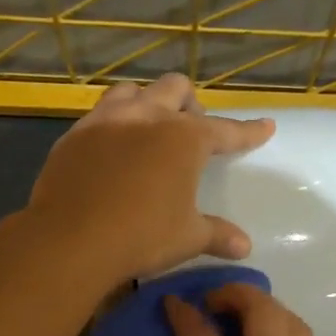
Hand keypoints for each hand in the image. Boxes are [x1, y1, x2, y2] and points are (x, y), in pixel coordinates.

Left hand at [25, 74, 274, 286]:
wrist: (70, 240)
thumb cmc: (141, 236)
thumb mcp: (187, 238)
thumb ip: (217, 235)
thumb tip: (244, 246)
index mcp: (184, 138)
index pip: (225, 131)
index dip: (247, 131)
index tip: (265, 126)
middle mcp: (147, 117)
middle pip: (175, 89)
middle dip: (189, 104)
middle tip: (190, 130)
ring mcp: (105, 121)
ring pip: (132, 91)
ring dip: (147, 102)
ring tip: (148, 128)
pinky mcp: (74, 136)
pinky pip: (98, 115)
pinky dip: (113, 124)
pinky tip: (111, 148)